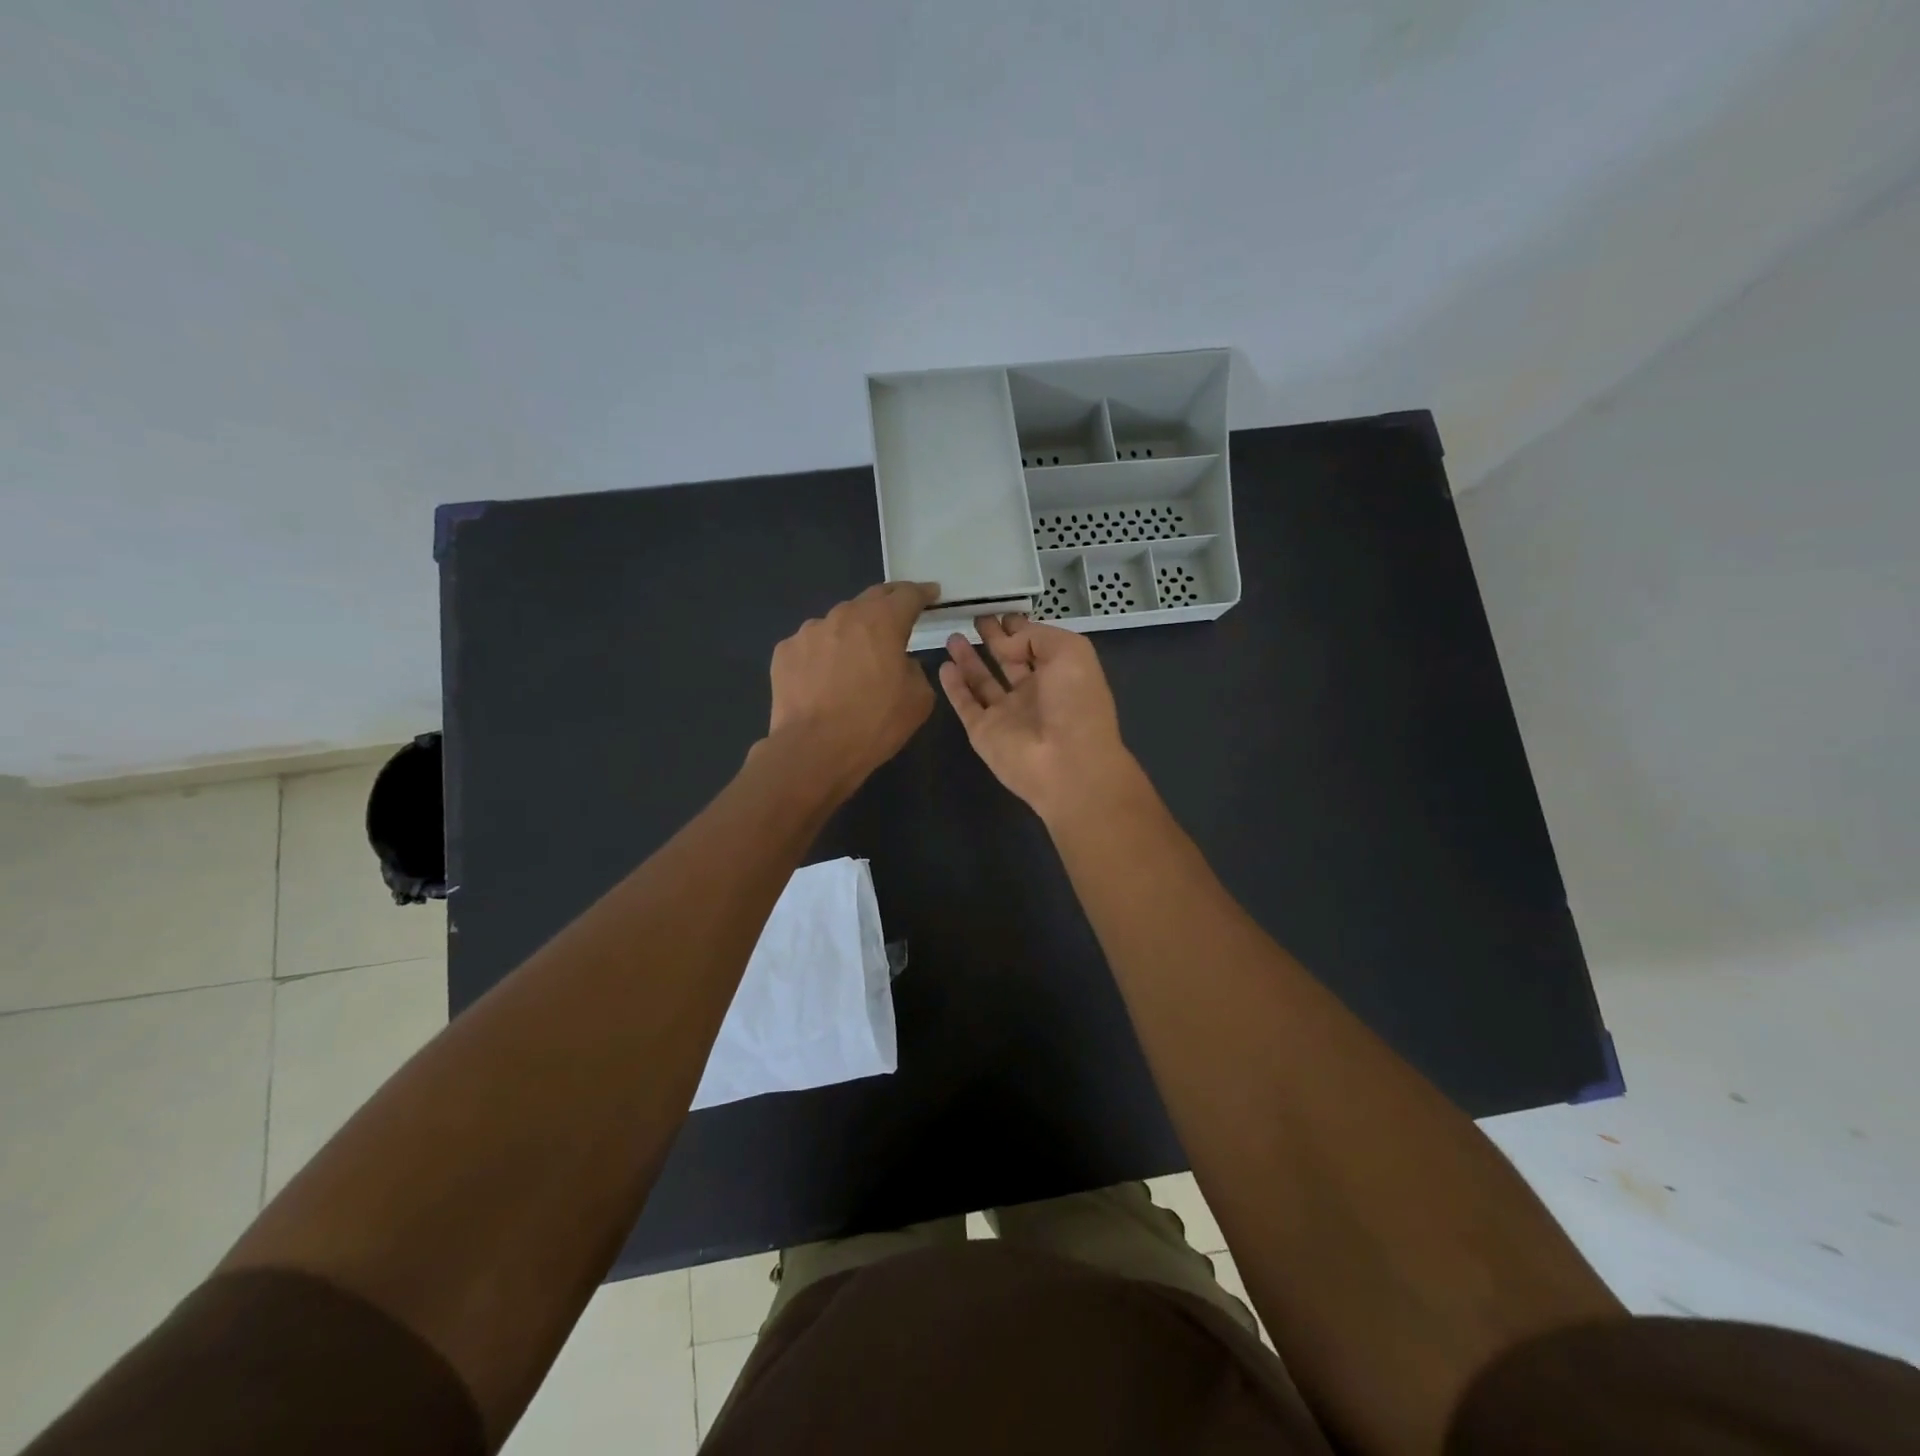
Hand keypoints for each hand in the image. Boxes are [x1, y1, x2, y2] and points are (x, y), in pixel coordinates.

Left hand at [765, 582, 939, 797]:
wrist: (812, 750)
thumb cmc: (873, 724)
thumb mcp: (918, 700)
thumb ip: (915, 669)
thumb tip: (900, 662)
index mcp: (882, 622)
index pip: (908, 594)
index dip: (923, 592)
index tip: (932, 593)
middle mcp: (844, 616)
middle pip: (871, 598)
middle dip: (889, 603)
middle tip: (899, 613)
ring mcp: (809, 631)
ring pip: (838, 622)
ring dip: (852, 632)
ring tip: (855, 657)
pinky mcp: (785, 651)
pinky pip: (812, 645)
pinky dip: (823, 654)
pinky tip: (824, 678)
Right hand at [938, 615, 1139, 824]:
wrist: (1067, 764)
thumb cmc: (1076, 704)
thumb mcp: (1070, 652)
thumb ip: (1035, 637)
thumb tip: (1004, 643)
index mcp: (1060, 674)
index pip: (1036, 645)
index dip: (1020, 628)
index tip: (1002, 611)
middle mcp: (1034, 693)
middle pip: (1009, 660)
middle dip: (993, 639)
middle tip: (975, 618)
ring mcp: (1007, 714)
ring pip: (983, 681)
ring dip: (969, 659)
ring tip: (953, 636)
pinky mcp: (983, 731)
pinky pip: (965, 704)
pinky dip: (953, 686)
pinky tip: (944, 666)